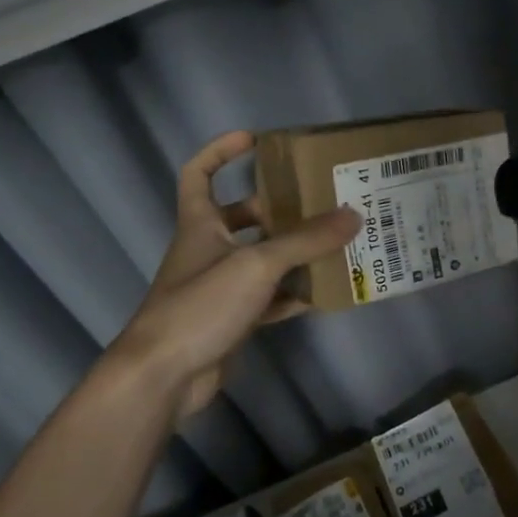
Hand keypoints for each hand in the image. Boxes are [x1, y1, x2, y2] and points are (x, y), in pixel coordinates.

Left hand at [107, 131, 358, 421]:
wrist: (164, 376)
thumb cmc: (201, 304)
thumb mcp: (257, 264)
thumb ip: (306, 240)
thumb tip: (354, 215)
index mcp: (200, 224)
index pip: (199, 173)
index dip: (221, 151)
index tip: (255, 140)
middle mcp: (207, 250)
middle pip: (242, 217)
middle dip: (278, 208)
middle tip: (319, 202)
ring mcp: (218, 288)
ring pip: (260, 260)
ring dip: (293, 253)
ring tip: (334, 244)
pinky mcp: (230, 320)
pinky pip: (268, 299)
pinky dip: (293, 294)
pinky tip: (324, 293)